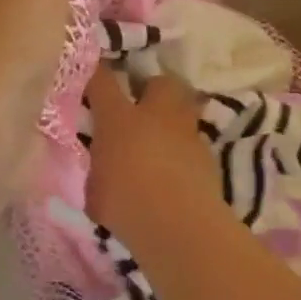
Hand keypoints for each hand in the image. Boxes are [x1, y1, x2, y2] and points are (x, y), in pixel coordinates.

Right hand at [84, 69, 225, 240]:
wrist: (178, 225)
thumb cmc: (124, 205)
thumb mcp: (95, 189)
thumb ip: (98, 171)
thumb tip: (101, 168)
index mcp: (119, 120)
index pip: (102, 82)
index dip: (96, 74)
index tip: (92, 74)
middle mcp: (156, 116)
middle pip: (161, 82)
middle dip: (152, 89)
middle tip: (142, 108)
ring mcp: (187, 133)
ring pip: (185, 109)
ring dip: (174, 119)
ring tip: (163, 139)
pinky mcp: (208, 156)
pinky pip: (195, 142)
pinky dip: (186, 150)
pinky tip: (178, 169)